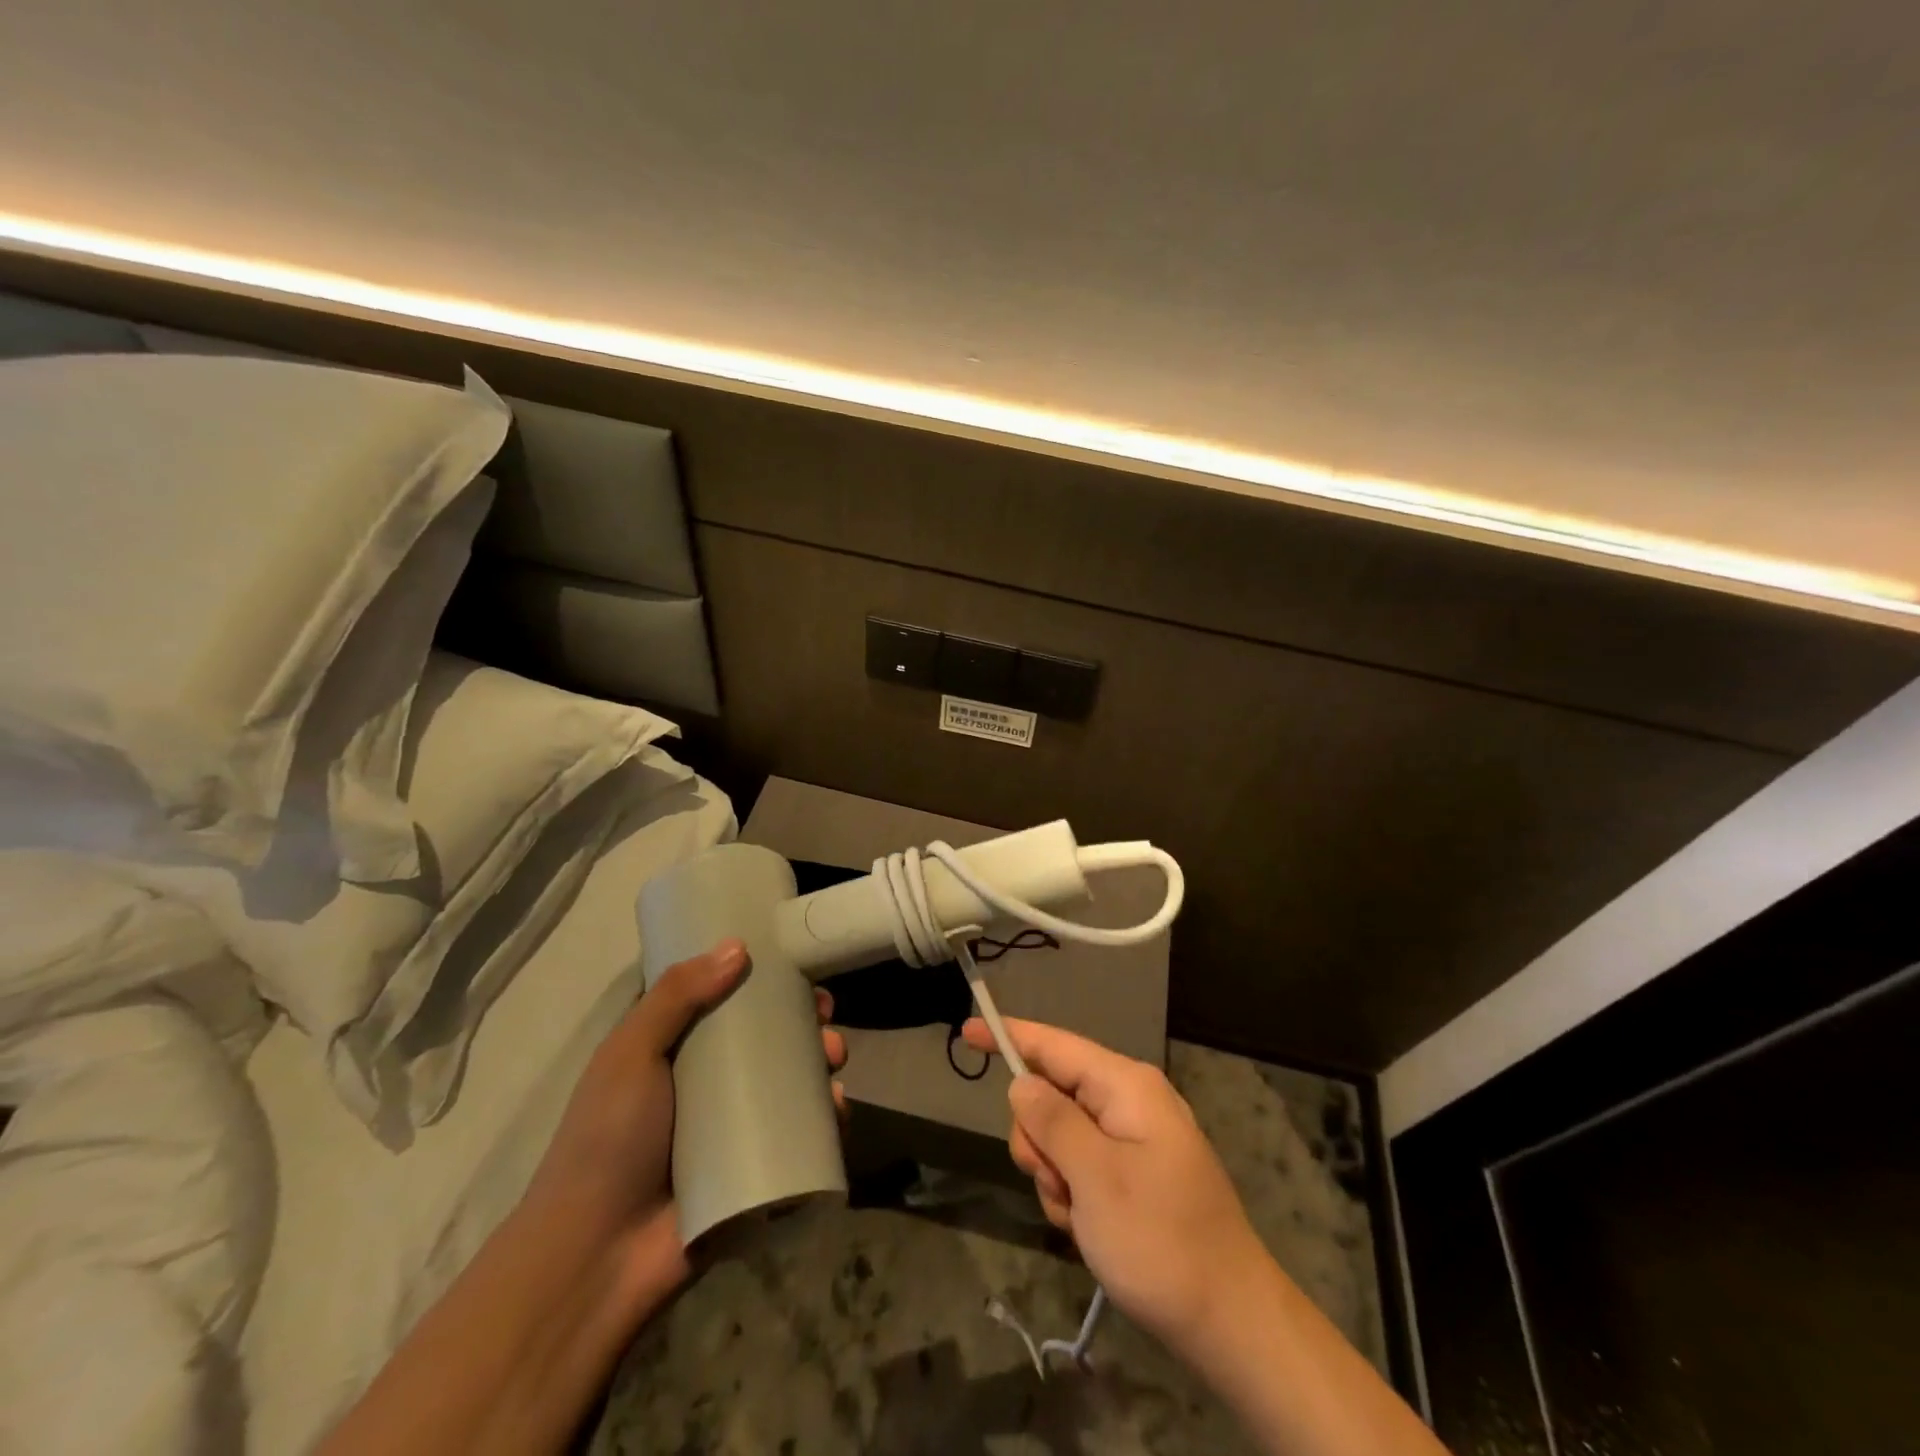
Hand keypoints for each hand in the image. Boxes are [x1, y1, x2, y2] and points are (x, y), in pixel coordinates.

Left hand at [528, 940, 846, 1300]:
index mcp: (675, 1054)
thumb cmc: (608, 1141)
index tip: (794, 967)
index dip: (762, 983)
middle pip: (768, 1043)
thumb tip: (738, 946)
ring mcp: (735, 1131)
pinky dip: (826, 1121)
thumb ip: (676, 996)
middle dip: (804, 1024)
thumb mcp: (630, 1054)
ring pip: (792, 1086)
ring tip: (834, 1062)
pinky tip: (836, 1110)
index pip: (726, 1005)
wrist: (597, 1259)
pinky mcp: (757, 1171)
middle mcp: (708, 1087)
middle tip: (824, 1017)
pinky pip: (801, 1137)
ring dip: (821, 1066)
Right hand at [961, 1016, 1264, 1356]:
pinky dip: (1073, 1195)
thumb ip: (1052, 1121)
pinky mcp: (1134, 1173)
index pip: (1054, 1046)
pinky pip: (1081, 1166)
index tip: (966, 1030)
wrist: (1230, 1322)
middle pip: (1053, 1095)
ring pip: (1061, 1136)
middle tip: (1055, 1183)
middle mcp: (1130, 1102)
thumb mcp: (1095, 1177)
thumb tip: (1022, 1082)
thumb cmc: (1160, 1241)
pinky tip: (1089, 1230)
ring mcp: (1133, 1139)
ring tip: (1079, 1217)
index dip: (1008, 1035)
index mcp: (1126, 1087)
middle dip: (1039, 1140)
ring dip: (1055, 1176)